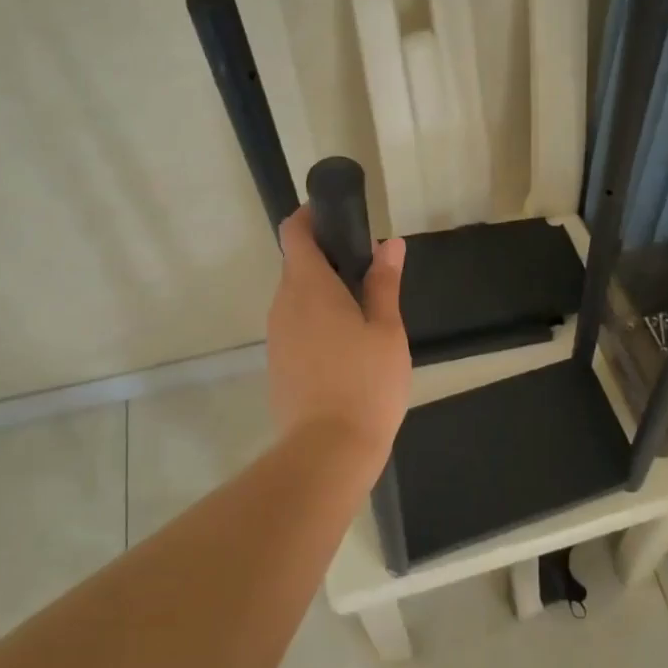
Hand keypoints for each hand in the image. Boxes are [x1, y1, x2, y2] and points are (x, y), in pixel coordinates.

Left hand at [267, 209, 411, 460]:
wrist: (328, 451)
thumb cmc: (365, 383)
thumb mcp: (387, 330)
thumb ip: (384, 283)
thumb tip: (390, 244)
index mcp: (309, 287)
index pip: (294, 233)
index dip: (311, 217)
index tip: (339, 218)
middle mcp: (283, 304)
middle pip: (297, 264)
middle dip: (328, 258)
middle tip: (369, 271)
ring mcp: (276, 335)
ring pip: (296, 297)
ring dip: (323, 291)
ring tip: (364, 310)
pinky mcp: (278, 362)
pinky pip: (295, 324)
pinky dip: (316, 319)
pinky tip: (347, 344)